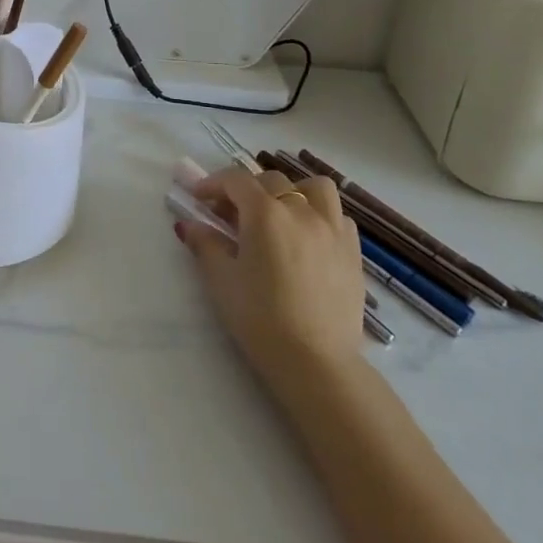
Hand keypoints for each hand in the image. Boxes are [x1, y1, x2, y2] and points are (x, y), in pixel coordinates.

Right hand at [176, 167, 365, 383]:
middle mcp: (302, 211)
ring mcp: (333, 230)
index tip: (199, 199)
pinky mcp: (353, 254)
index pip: (236, 180)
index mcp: (265, 213)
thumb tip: (189, 225)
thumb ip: (205, 245)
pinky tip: (307, 240)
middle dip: (247, 190)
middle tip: (232, 215)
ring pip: (315, 188)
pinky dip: (320, 216)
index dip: (213, 184)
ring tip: (280, 215)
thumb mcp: (221, 281)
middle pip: (272, 181)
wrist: (316, 362)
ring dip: (293, 192)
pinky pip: (338, 217)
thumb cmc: (260, 318)